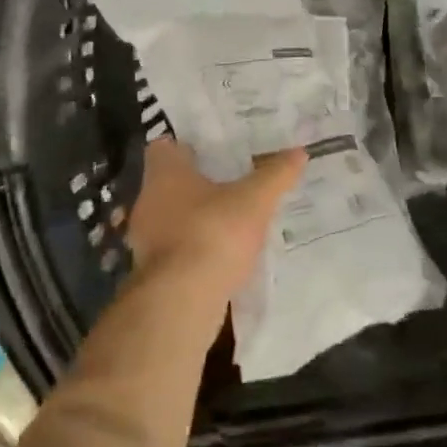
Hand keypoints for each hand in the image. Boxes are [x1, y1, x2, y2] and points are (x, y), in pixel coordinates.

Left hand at [125, 140, 305, 296]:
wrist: (182, 301)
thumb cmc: (214, 233)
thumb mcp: (255, 200)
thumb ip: (276, 174)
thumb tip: (299, 151)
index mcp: (164, 173)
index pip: (164, 147)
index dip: (188, 145)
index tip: (214, 148)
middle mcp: (148, 201)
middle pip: (170, 182)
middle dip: (198, 182)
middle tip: (232, 179)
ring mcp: (146, 239)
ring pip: (172, 217)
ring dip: (196, 218)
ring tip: (231, 217)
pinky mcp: (153, 271)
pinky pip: (176, 249)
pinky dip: (195, 248)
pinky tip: (222, 253)